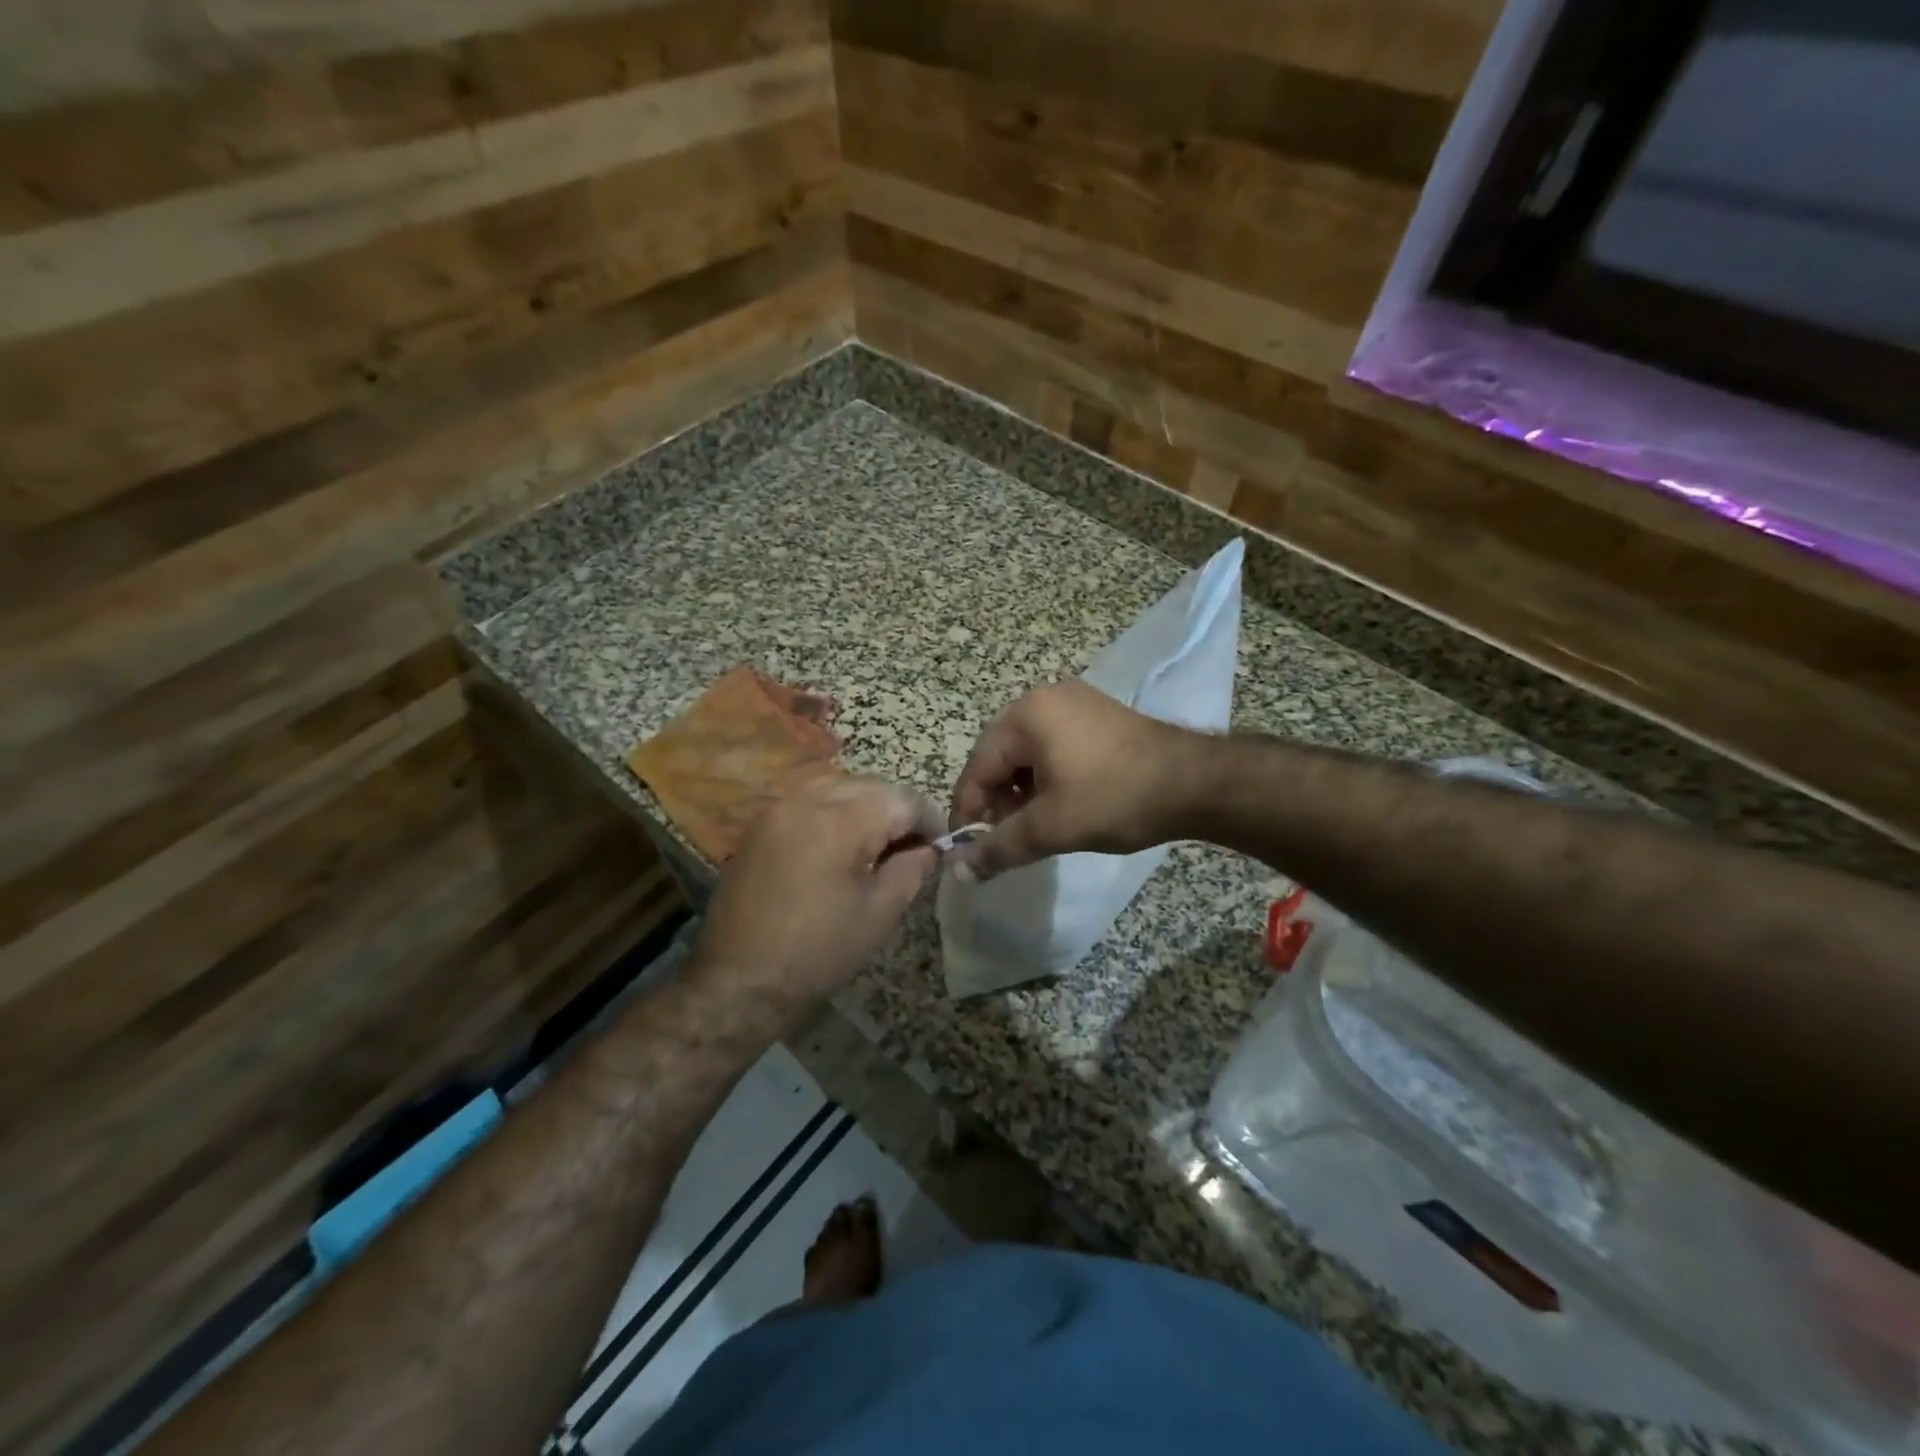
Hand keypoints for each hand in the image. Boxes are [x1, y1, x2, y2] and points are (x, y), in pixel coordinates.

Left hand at [691, 775, 943, 1026]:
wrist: (738, 981)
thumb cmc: (817, 954)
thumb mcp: (878, 915)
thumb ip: (911, 870)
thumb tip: (929, 848)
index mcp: (839, 823)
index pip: (901, 799)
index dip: (928, 818)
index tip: (941, 843)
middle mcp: (806, 801)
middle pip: (870, 785)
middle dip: (897, 809)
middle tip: (913, 844)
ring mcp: (778, 808)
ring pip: (838, 784)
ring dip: (865, 804)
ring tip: (877, 841)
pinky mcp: (760, 823)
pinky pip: (809, 797)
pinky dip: (834, 808)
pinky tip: (841, 841)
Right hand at [949, 681, 1204, 880]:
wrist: (1196, 783)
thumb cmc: (1115, 799)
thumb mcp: (1051, 828)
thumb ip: (999, 848)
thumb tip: (958, 871)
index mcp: (1026, 715)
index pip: (977, 767)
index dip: (968, 812)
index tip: (967, 850)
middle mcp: (1044, 698)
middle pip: (999, 756)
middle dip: (995, 801)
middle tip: (1002, 838)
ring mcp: (1074, 702)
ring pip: (1026, 753)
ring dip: (1020, 791)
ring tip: (1032, 825)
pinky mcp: (1097, 715)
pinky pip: (1052, 746)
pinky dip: (1045, 777)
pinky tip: (1057, 804)